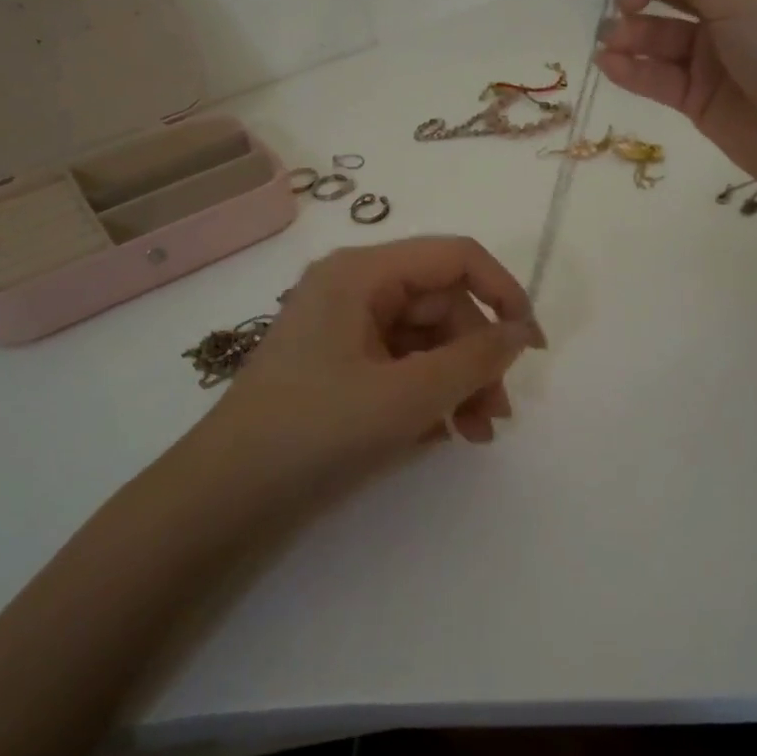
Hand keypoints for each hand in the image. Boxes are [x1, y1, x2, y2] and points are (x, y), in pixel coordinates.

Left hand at [190, 237, 546, 503]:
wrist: (224, 498)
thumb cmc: (316, 432)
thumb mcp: (407, 396)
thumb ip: (474, 359)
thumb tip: (520, 332)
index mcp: (362, 272)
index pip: (454, 257)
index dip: (502, 292)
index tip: (531, 345)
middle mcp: (352, 288)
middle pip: (441, 304)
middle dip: (476, 357)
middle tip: (496, 415)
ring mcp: (342, 327)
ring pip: (424, 339)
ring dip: (457, 382)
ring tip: (476, 435)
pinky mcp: (337, 365)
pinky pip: (399, 364)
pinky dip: (426, 393)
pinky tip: (440, 435)